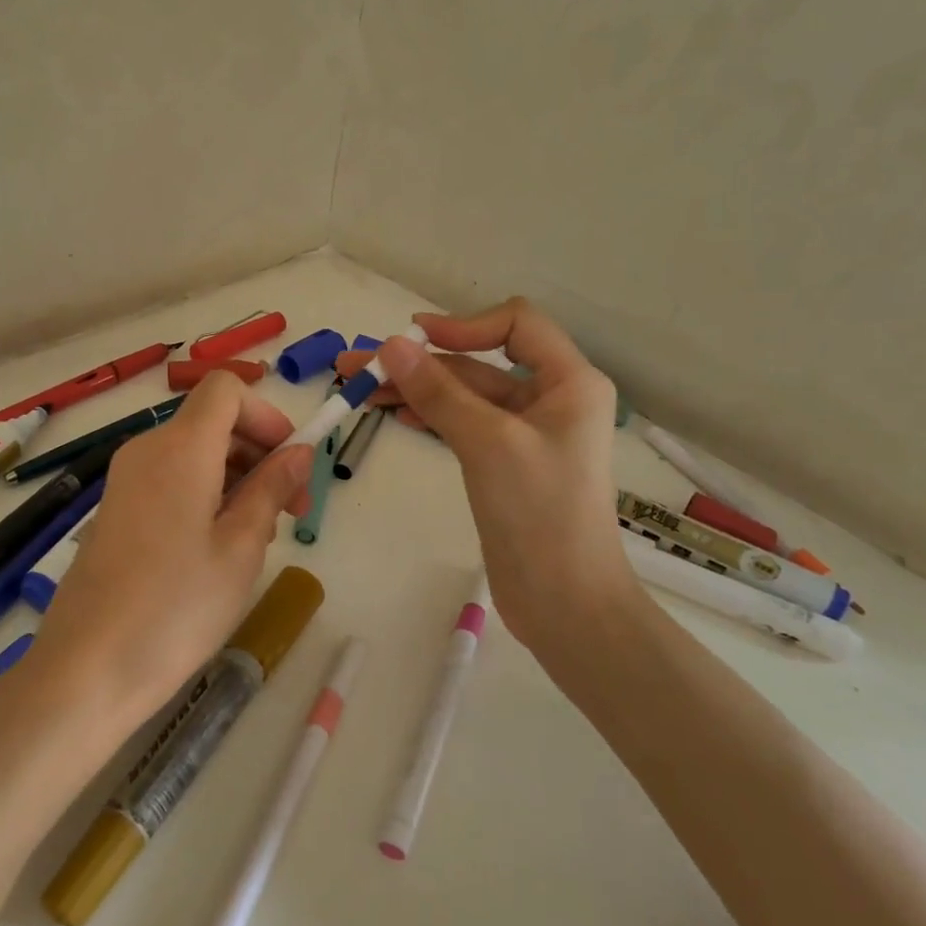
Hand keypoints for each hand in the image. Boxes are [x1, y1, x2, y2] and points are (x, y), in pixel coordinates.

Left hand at [32, 371, 315, 725]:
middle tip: (292, 511)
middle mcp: (147, 450)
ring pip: (194, 452)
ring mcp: (125, 480)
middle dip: (260, 452)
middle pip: (212, 421)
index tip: (291, 464)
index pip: (226, 389)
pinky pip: (171, 479)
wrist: (86, 670)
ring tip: (259, 538)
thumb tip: (298, 452)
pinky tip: (219, 548)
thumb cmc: (176, 608)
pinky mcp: (116, 510)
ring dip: (237, 478)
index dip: (267, 415)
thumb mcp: (241, 547)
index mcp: (180, 447)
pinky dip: (206, 494)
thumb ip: (272, 488)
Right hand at [335, 299, 632, 654]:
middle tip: (357, 366)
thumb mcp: (487, 442)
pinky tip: (396, 416)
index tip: (409, 339)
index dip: (461, 324)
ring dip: (417, 389)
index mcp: (569, 381)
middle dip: (420, 362)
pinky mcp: (507, 463)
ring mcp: (528, 433)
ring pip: (466, 395)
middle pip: (480, 362)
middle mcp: (551, 399)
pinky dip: (431, 416)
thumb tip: (390, 344)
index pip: (515, 324)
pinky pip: (465, 424)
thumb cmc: (539, 512)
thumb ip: (438, 391)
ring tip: (360, 392)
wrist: (564, 602)